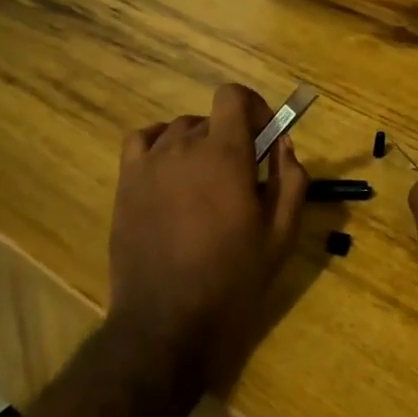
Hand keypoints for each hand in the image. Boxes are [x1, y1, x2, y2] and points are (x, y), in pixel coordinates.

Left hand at [109, 83, 309, 387]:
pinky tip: (170, 171)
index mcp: (225, 154)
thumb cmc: (232, 279)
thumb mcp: (281, 235)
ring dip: (198, 144)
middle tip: (242, 177)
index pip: (233, 96)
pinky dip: (159, 144)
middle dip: (232, 137)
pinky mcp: (126, 184)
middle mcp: (183, 147)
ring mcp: (149, 164)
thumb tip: (284, 145)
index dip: (254, 108)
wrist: (167, 321)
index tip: (264, 137)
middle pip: (210, 118)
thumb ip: (291, 181)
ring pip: (178, 130)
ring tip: (206, 183)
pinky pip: (142, 141)